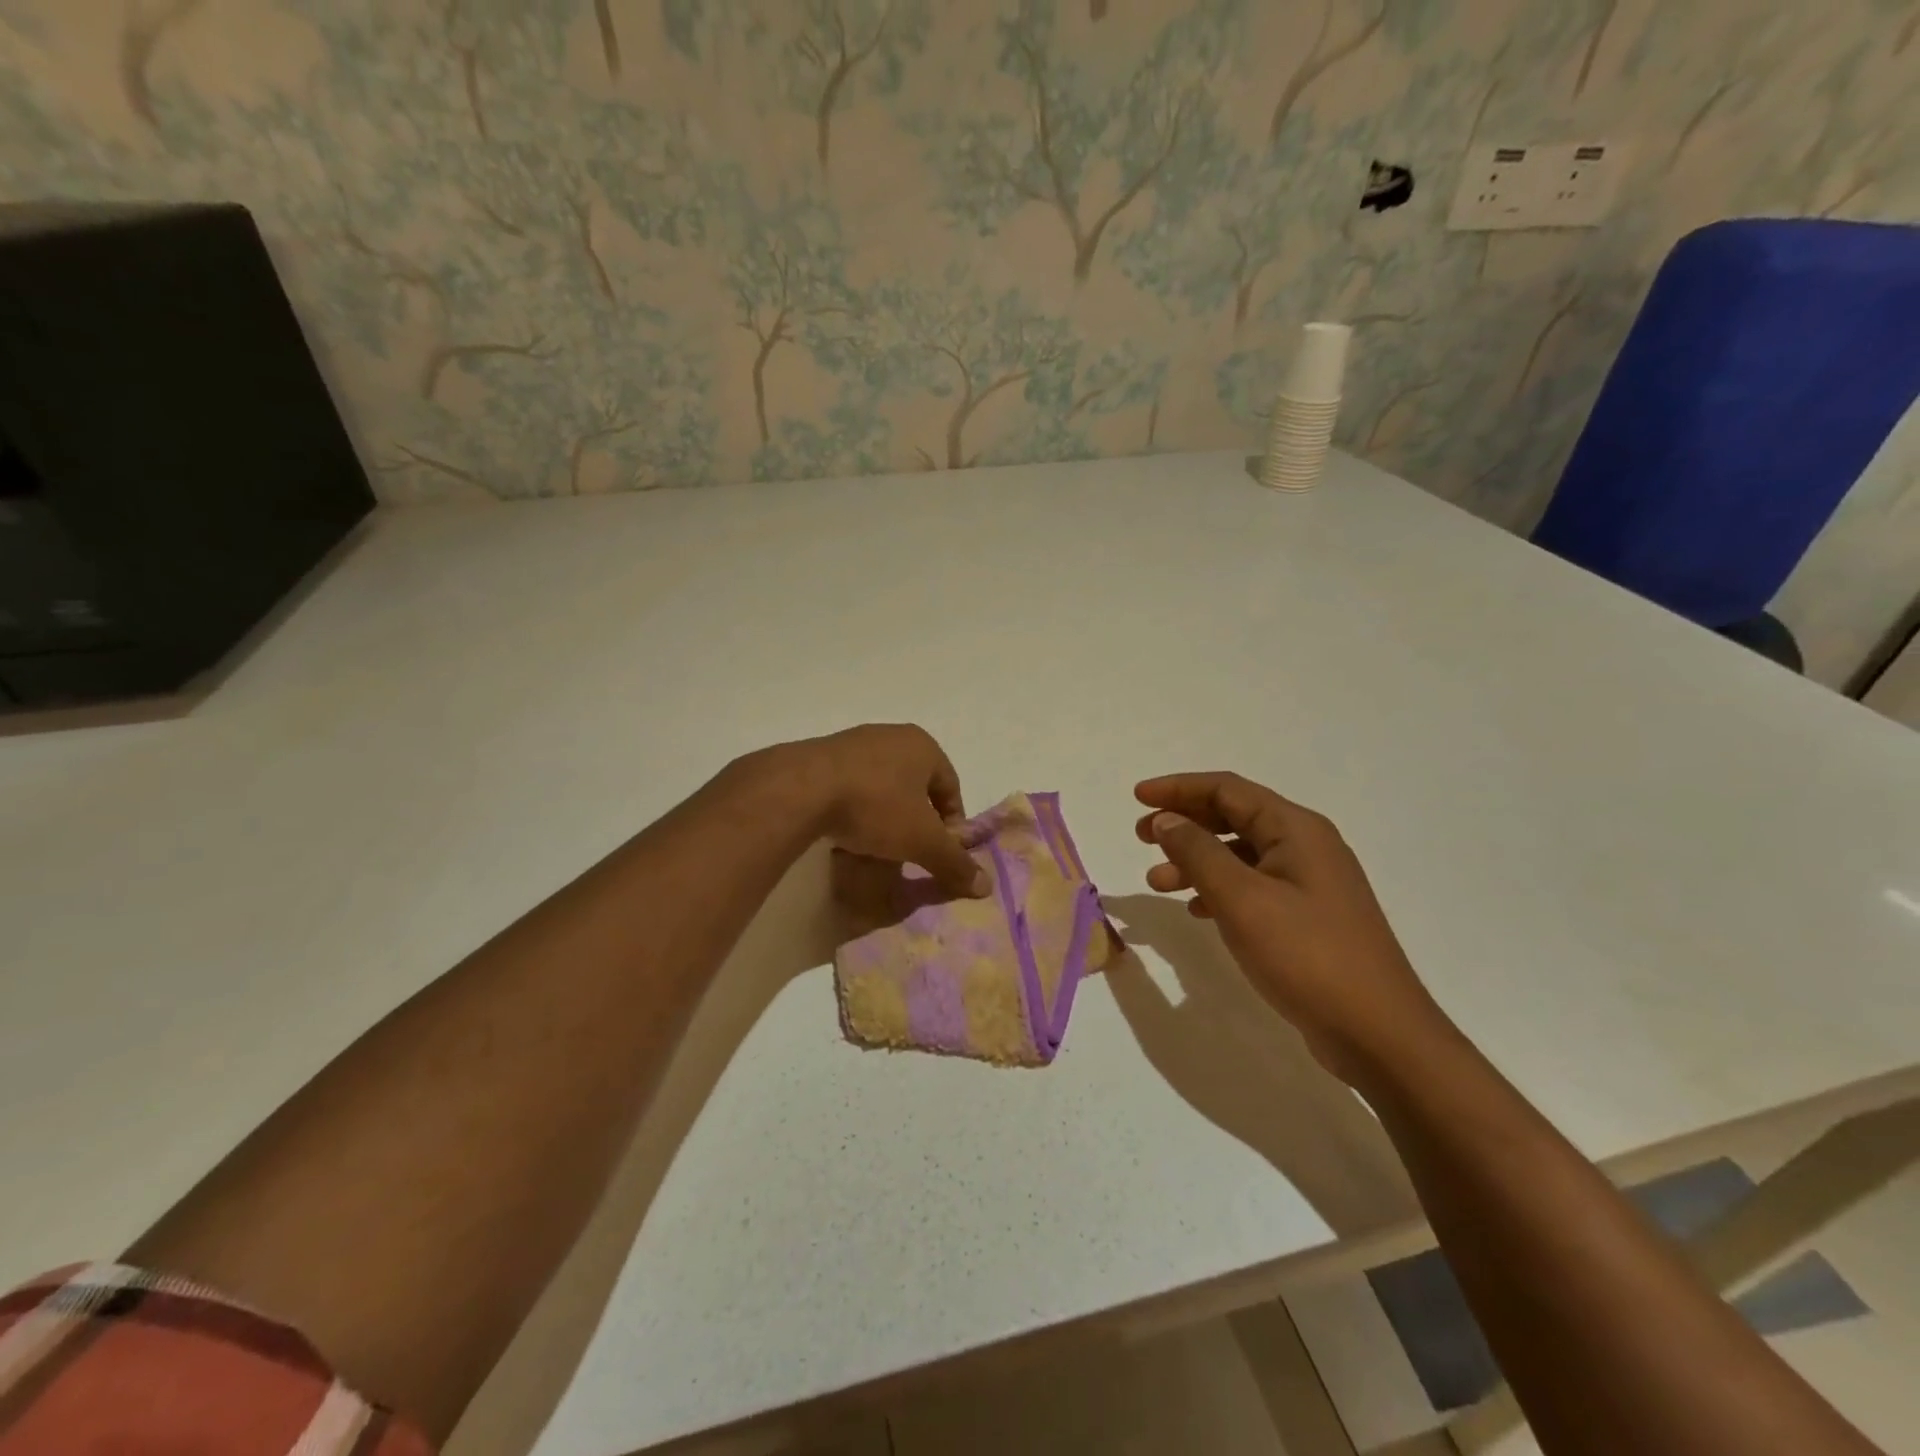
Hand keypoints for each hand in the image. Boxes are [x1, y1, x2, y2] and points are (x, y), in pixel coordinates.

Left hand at [789, 724, 988, 898]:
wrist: (801, 789)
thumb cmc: (876, 806)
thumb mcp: (922, 840)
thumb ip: (954, 862)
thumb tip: (986, 886)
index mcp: (922, 745)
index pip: (951, 786)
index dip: (951, 823)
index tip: (941, 851)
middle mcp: (891, 736)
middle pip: (916, 786)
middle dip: (916, 820)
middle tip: (910, 851)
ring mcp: (854, 743)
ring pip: (882, 786)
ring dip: (885, 816)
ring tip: (877, 847)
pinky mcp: (822, 757)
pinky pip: (851, 787)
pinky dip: (855, 810)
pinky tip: (846, 834)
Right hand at [1134, 772, 1445, 1083]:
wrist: (1378, 1033)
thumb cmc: (1306, 955)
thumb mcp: (1241, 899)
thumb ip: (1197, 853)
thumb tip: (1167, 819)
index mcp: (1296, 829)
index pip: (1227, 790)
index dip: (1178, 788)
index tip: (1137, 797)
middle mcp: (1306, 846)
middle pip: (1234, 817)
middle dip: (1184, 822)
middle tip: (1141, 837)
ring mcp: (1310, 883)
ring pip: (1240, 854)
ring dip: (1195, 860)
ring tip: (1156, 881)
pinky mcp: (1309, 917)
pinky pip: (1253, 886)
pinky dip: (1218, 889)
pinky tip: (1196, 909)